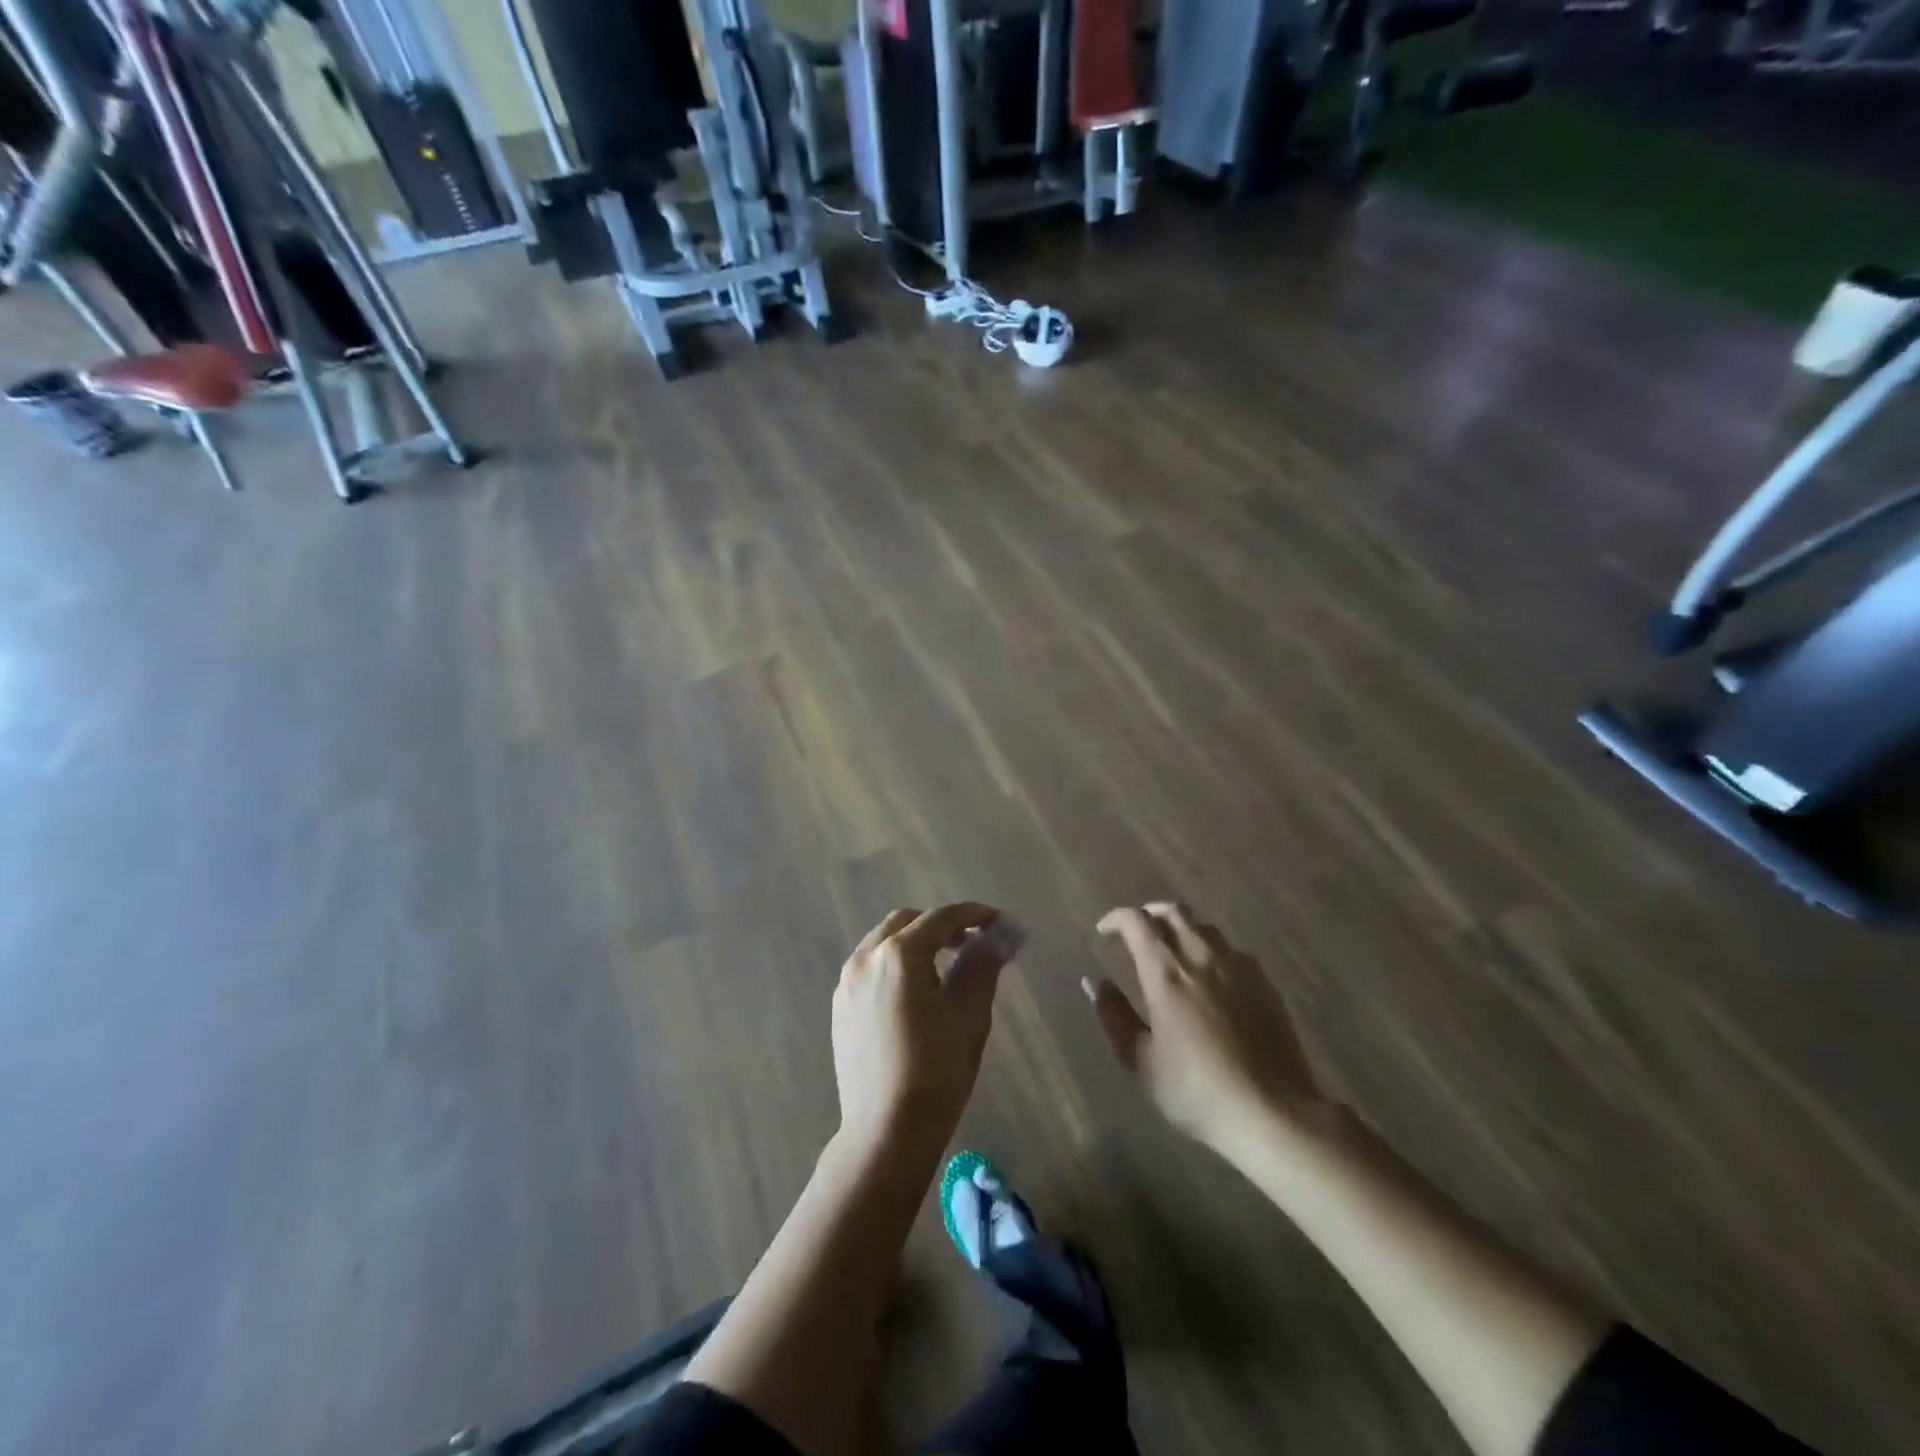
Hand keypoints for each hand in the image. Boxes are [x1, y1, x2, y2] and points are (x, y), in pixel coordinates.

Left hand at [832, 903, 1006, 1152]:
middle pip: (906, 922)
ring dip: (915, 942)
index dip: (973, 914)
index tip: (998, 920)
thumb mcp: (970, 1014)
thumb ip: (983, 964)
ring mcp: (847, 983)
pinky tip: (914, 992)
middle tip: (971, 943)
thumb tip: (1000, 935)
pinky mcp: (840, 1007)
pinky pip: (869, 967)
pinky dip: (894, 963)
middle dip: (940, 925)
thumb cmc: (936, 1070)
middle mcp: (866, 958)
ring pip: (883, 942)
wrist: (886, 1131)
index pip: (941, 918)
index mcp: (899, 954)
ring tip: (945, 966)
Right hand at [1090, 901, 1324, 1150]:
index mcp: (1166, 972)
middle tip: (1136, 933)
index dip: (1115, 918)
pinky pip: (1232, 950)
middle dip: (1149, 914)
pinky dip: (1211, 950)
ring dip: (1181, 928)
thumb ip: (1114, 1016)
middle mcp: (1201, 956)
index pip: (1136, 921)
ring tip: (1172, 951)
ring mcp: (1238, 966)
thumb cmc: (1196, 1090)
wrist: (1272, 1112)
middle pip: (1173, 911)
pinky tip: (1211, 976)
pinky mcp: (1265, 983)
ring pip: (1204, 927)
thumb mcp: (1141, 1061)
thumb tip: (1094, 982)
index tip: (1104, 931)